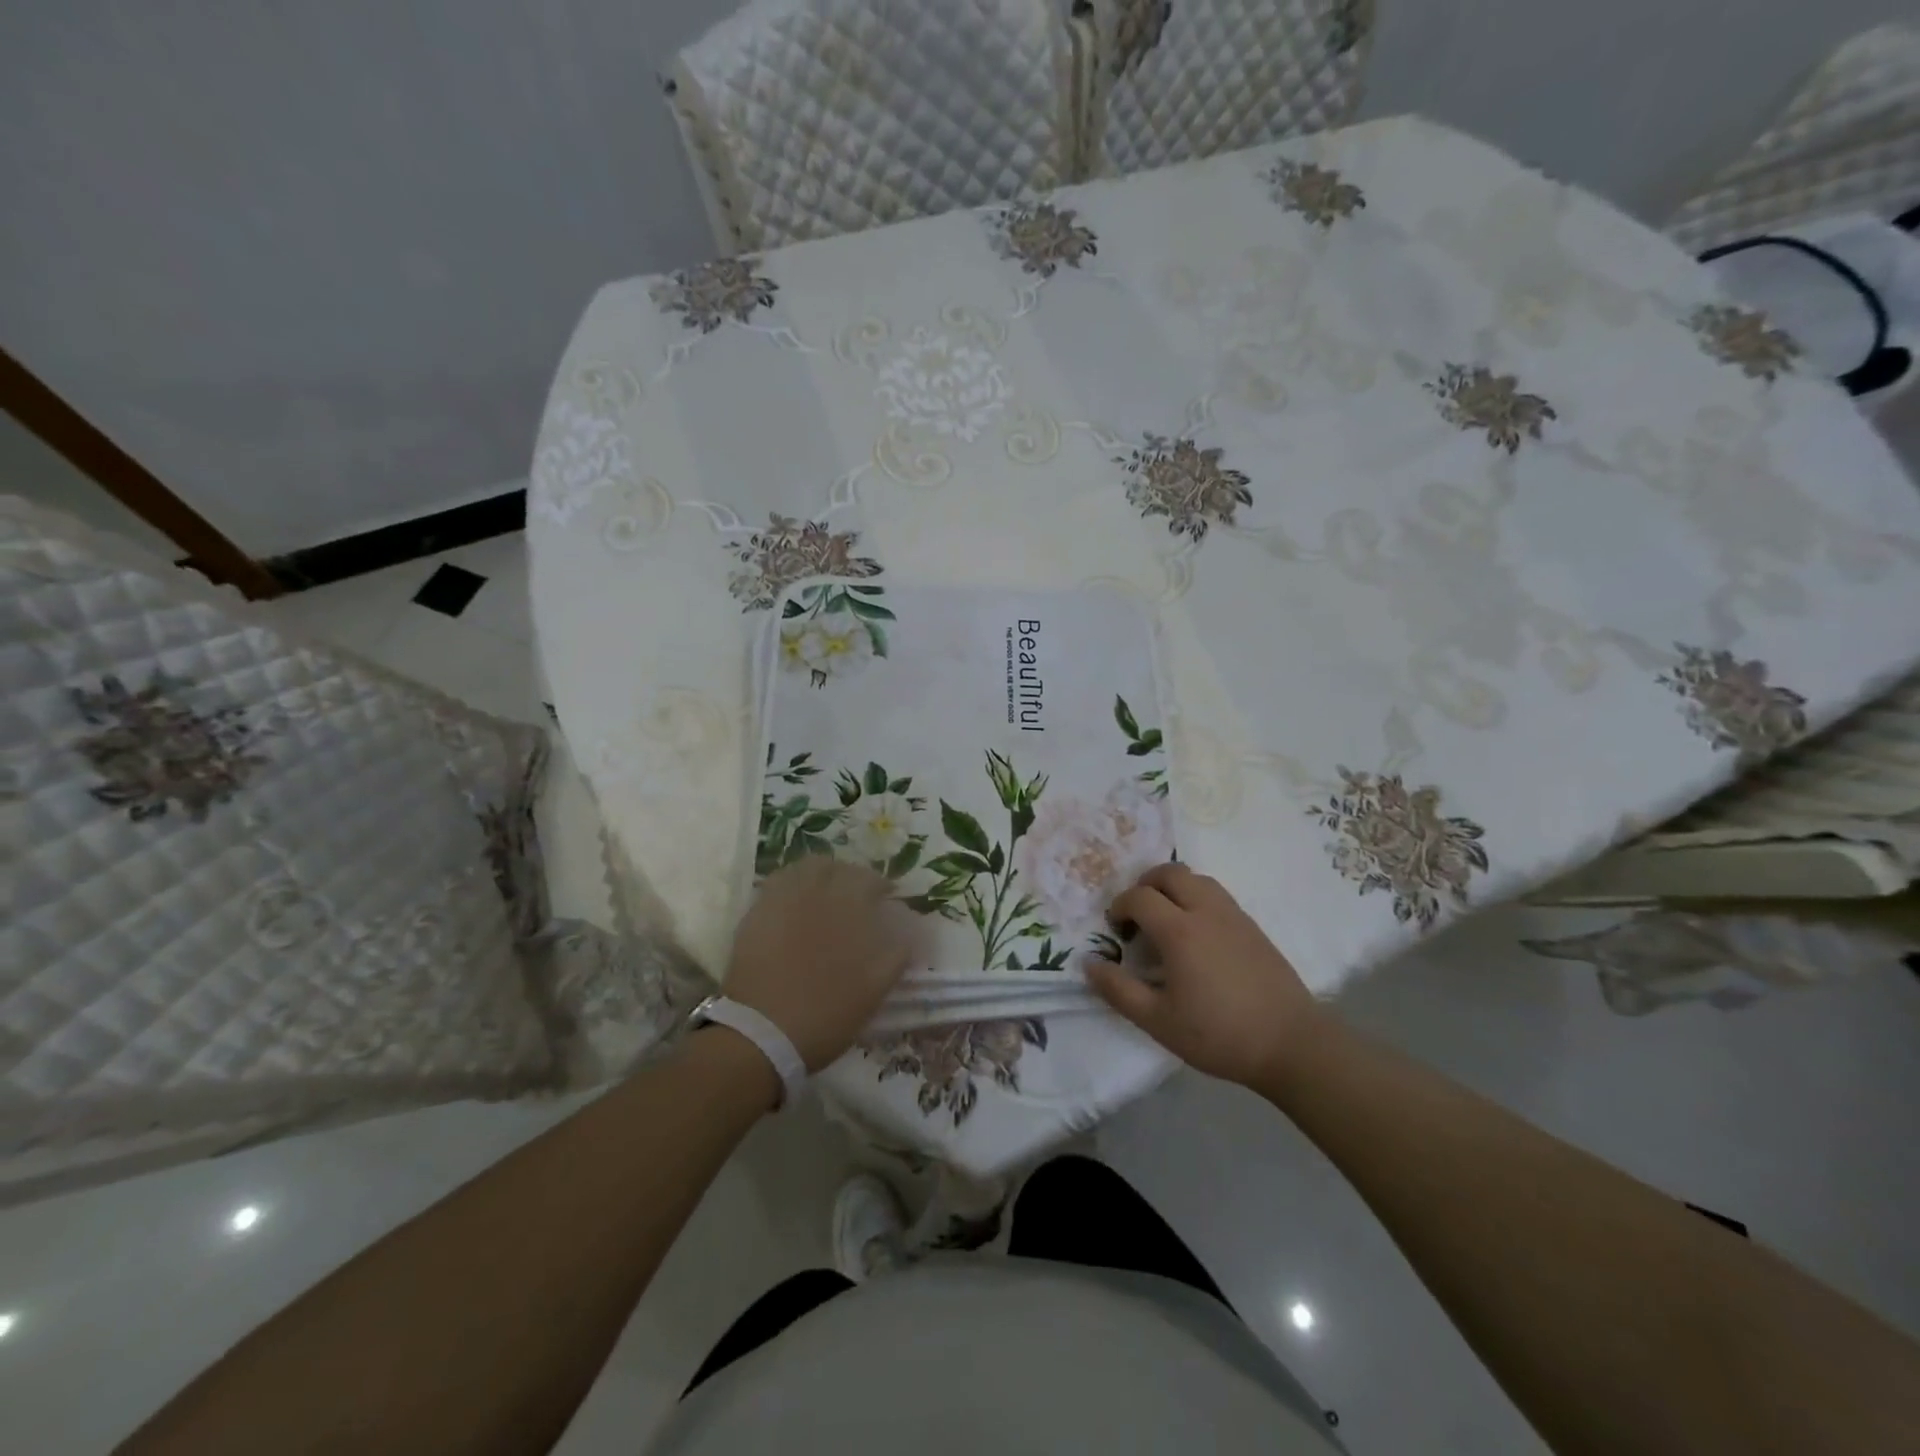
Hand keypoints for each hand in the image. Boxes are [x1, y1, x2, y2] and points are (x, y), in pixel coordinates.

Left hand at [724, 858, 918, 1070]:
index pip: (870, 880)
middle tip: (856, 893)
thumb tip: (908, 928)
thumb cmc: (826, 1014)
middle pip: (836, 867)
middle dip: (850, 875)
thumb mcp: (875, 990)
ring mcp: (782, 900)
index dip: (880, 886)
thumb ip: (896, 953)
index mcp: (849, 909)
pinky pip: (777, 883)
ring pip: (805, 868)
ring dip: (821, 874)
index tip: (886, 897)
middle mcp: (816, 893)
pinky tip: (795, 903)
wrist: (762, 1034)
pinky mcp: (756, 913)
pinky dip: (792, 884)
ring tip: (825, 892)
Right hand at [1086, 863, 1319, 1087]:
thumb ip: (1118, 990)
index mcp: (1179, 930)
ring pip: (1197, 879)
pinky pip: (1217, 895)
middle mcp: (1206, 911)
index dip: (1120, 906)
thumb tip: (1089, 964)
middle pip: (1170, 873)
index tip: (1116, 930)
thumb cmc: (1218, 1034)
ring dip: (1174, 888)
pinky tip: (1198, 936)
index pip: (1139, 896)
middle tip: (1138, 915)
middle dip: (1146, 885)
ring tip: (1167, 921)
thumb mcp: (1158, 1021)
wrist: (1291, 1044)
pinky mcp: (1254, 927)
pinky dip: (1197, 899)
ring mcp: (1234, 916)